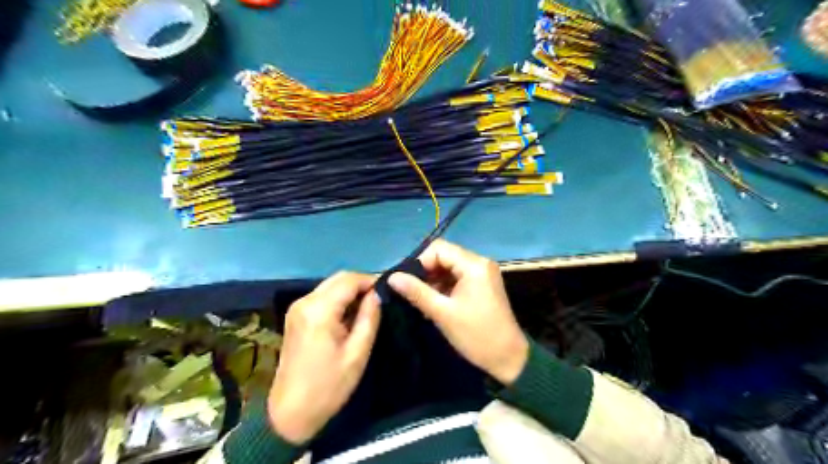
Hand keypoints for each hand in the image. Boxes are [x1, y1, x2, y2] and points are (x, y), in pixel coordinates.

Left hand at [266, 272, 378, 445]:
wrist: (290, 413)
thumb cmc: (329, 387)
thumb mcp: (357, 353)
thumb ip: (369, 318)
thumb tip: (377, 294)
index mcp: (319, 310)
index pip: (350, 280)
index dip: (371, 280)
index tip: (389, 290)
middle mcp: (305, 301)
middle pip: (339, 278)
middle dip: (361, 284)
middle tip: (380, 299)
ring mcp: (297, 307)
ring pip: (331, 286)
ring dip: (350, 291)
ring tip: (369, 308)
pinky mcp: (295, 316)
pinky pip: (322, 297)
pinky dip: (339, 299)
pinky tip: (350, 315)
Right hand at [390, 240, 530, 385]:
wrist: (508, 358)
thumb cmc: (476, 335)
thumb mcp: (442, 313)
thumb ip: (416, 292)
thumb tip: (392, 277)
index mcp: (474, 265)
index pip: (439, 249)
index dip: (420, 262)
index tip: (407, 282)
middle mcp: (480, 263)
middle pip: (444, 256)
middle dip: (425, 272)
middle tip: (411, 292)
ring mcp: (482, 274)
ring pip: (449, 267)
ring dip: (433, 281)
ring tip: (421, 301)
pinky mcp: (482, 285)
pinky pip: (457, 278)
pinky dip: (444, 287)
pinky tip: (434, 304)